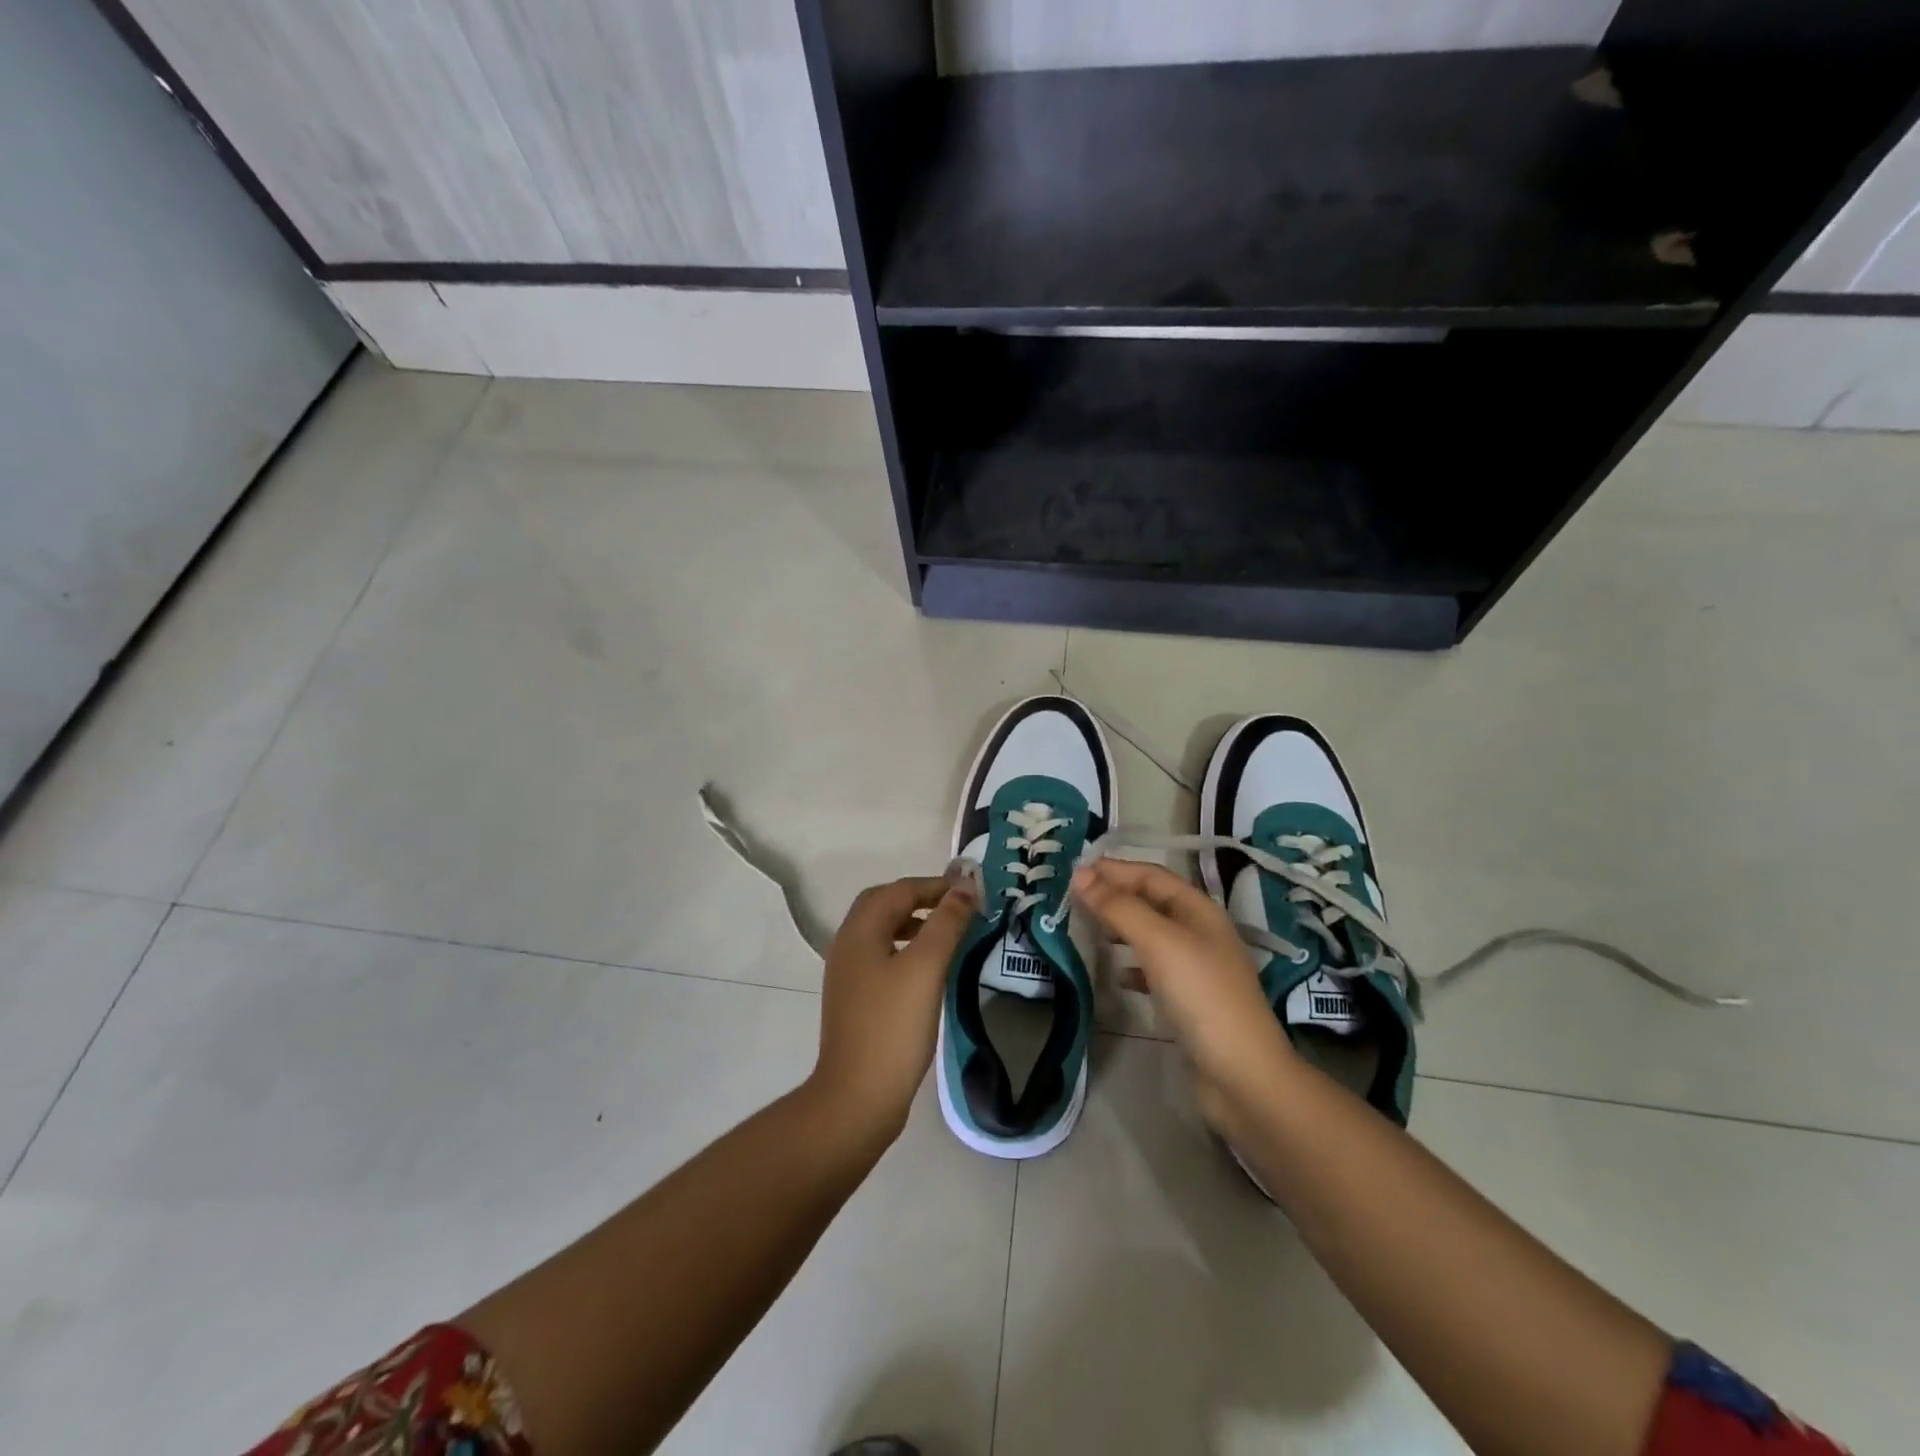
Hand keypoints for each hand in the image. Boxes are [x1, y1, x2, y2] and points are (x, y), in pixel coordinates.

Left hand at [808, 874, 976, 1144]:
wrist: (858, 1097)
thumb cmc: (893, 1027)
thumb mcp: (926, 968)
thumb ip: (946, 923)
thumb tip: (964, 887)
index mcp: (860, 931)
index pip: (899, 890)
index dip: (936, 885)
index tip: (972, 893)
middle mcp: (848, 945)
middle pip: (884, 904)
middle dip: (921, 898)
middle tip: (956, 907)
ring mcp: (848, 974)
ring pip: (883, 931)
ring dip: (914, 923)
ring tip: (948, 935)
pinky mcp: (856, 999)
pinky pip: (882, 956)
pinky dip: (907, 949)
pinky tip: (929, 970)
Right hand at [1071, 859, 1293, 1101]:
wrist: (1241, 1075)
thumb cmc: (1201, 996)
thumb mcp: (1158, 942)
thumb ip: (1118, 907)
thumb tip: (1080, 874)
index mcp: (1198, 910)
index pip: (1150, 875)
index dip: (1114, 870)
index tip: (1074, 871)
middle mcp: (1200, 932)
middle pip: (1151, 901)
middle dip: (1115, 895)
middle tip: (1074, 899)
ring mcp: (1197, 967)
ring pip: (1151, 934)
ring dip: (1121, 927)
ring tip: (1089, 929)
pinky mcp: (1191, 1000)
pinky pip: (1154, 969)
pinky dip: (1132, 965)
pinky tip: (1117, 976)